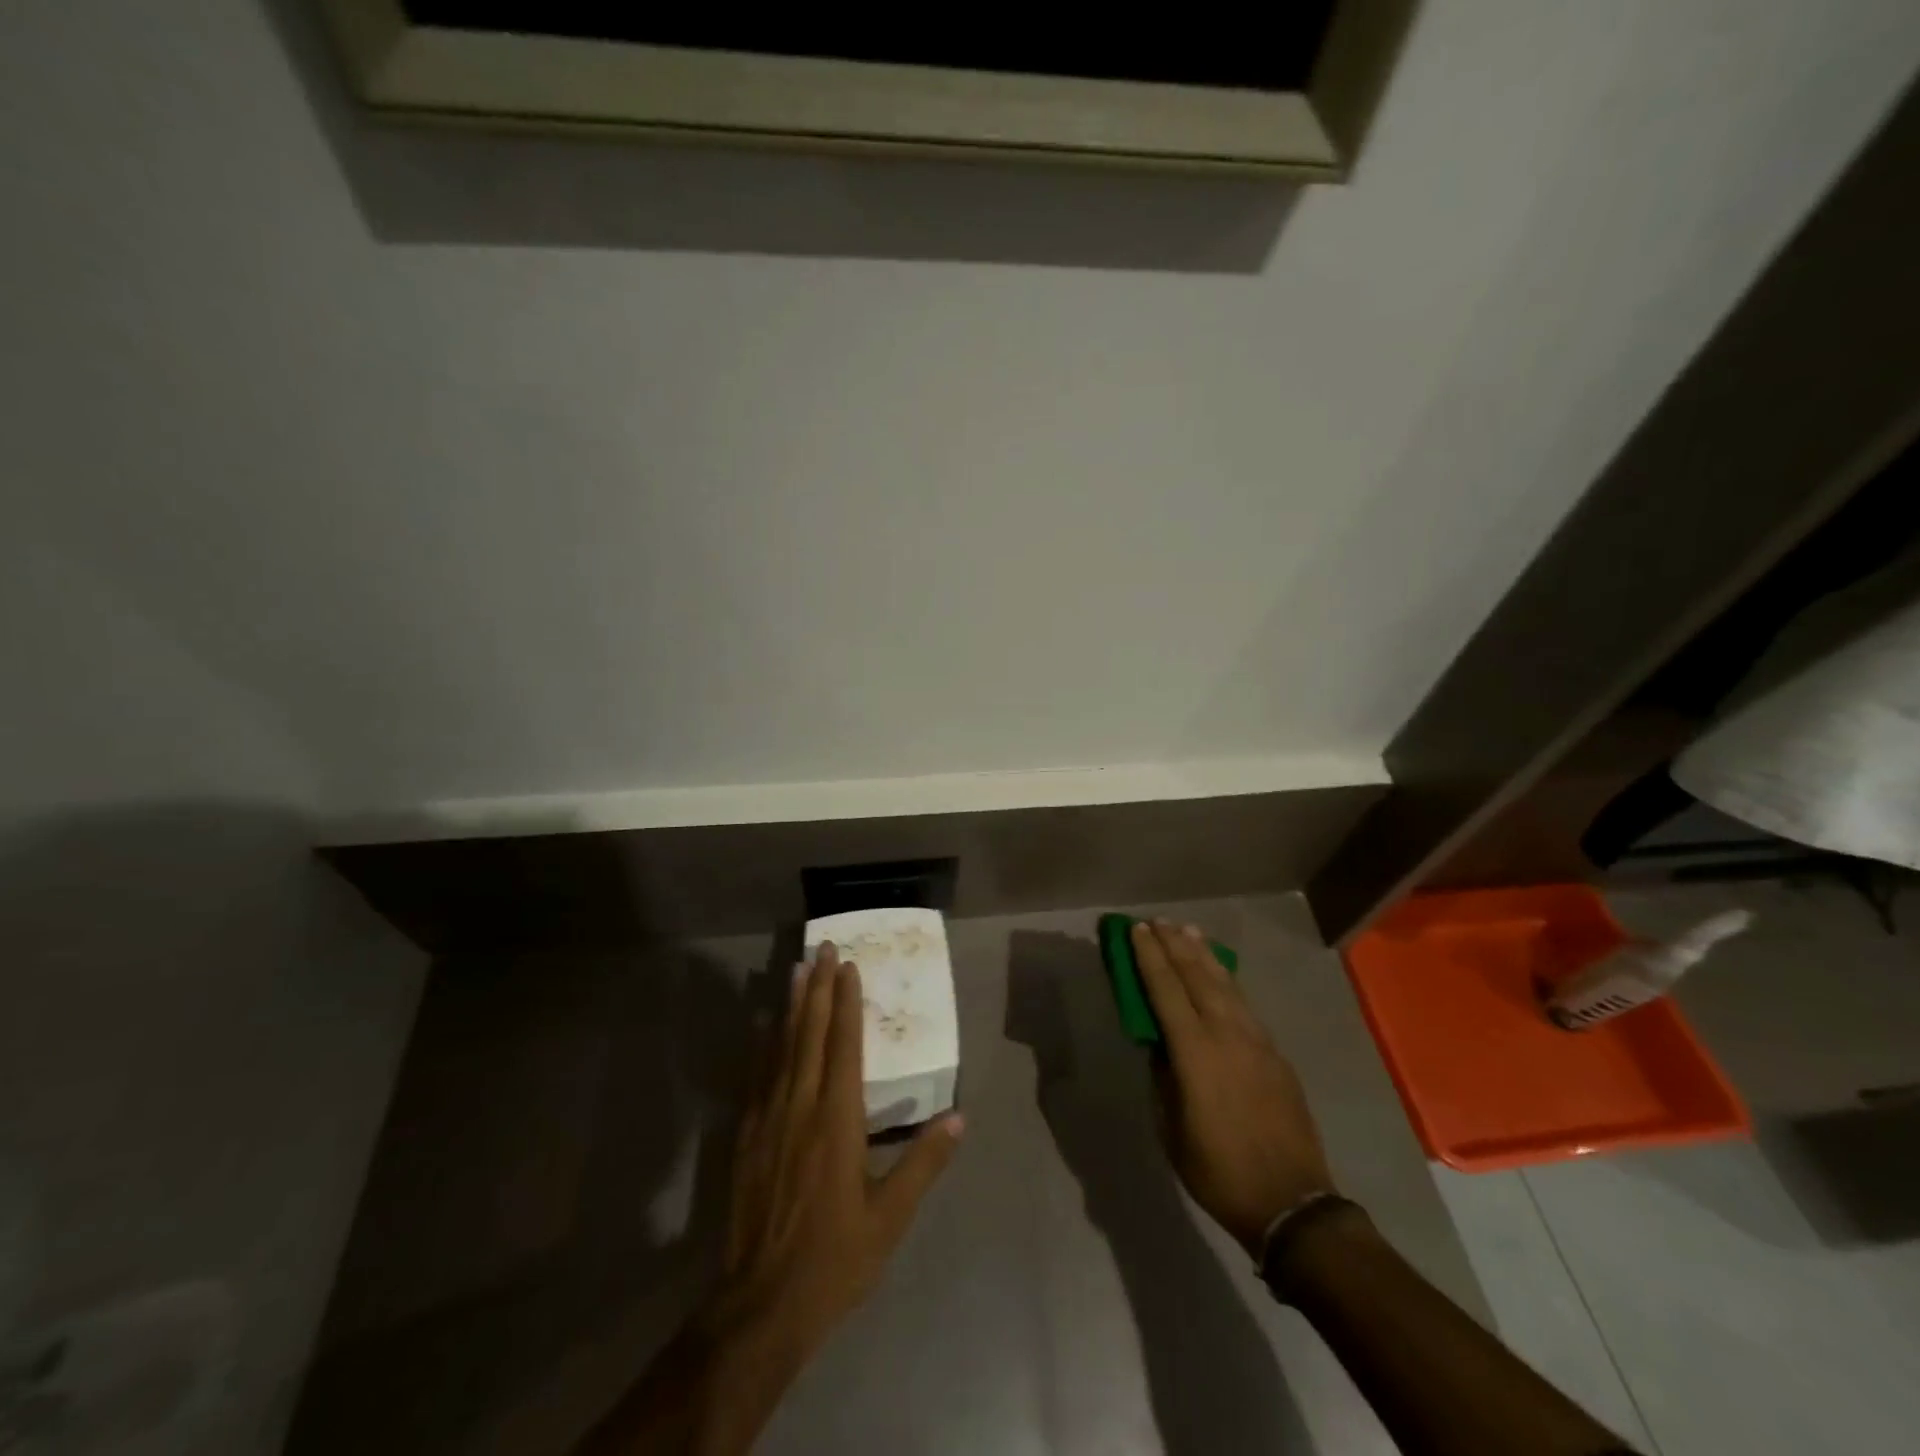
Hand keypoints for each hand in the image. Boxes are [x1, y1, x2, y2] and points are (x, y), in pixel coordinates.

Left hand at [713, 941, 962, 1354]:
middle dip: (817, 988)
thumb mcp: (891, 1217)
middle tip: (822, 948)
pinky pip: (757, 1075)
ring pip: (780, 1047)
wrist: (761, 1304)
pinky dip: (762, 1044)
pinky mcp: (746, 1137)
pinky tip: (762, 1026)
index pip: (844, 1046)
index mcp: (837, 1121)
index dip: (846, 1003)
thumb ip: (923, 1163)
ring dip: (790, 1006)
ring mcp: (768, 1119)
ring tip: (795, 969)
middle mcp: (800, 1107)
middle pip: (809, 1034)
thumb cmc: (835, 1258)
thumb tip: (959, 1117)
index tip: (848, 966)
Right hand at [1131, 919, 1333, 1257]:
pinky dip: (1227, 980)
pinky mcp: (1275, 1053)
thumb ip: (1163, 1076)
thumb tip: (1160, 1043)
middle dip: (1174, 945)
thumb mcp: (1171, 1127)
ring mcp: (1256, 1041)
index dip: (1149, 957)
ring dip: (1204, 954)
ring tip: (1188, 930)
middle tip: (1157, 921)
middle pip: (1197, 976)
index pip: (1166, 990)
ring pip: (1226, 984)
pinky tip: (1220, 973)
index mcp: (1195, 1052)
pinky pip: (1245, 1004)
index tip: (1136, 930)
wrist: (1290, 1202)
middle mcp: (1227, 1034)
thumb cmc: (1217, 1170)